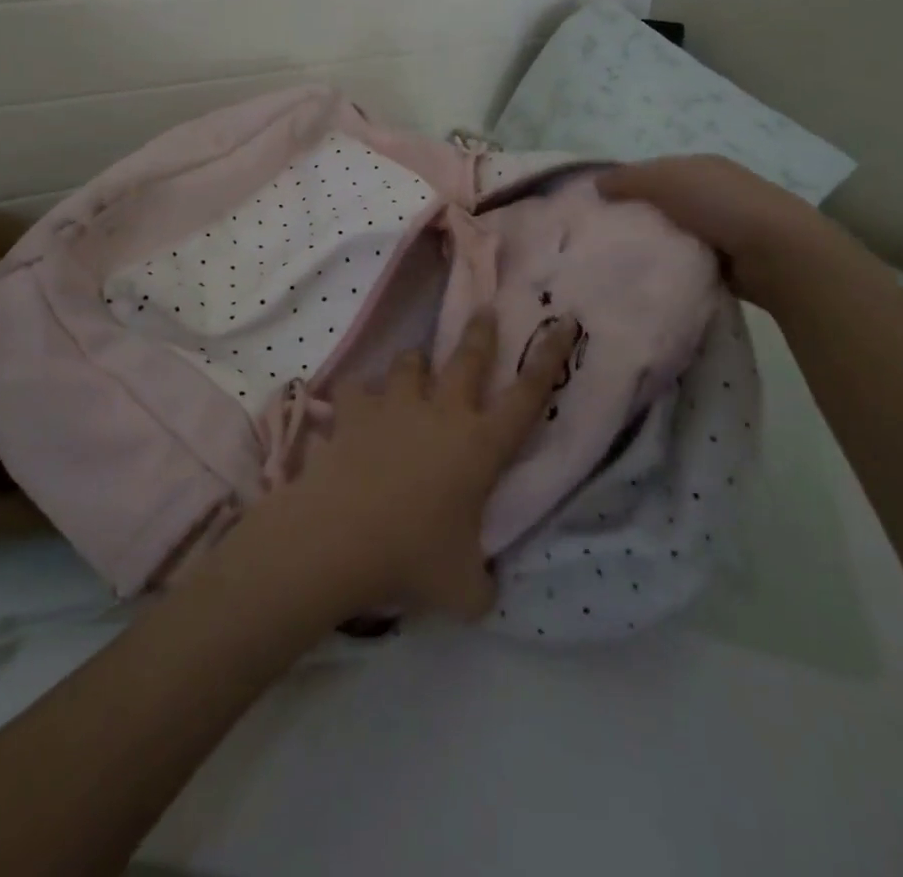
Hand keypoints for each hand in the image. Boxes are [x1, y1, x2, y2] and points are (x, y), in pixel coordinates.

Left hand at [241, 313, 579, 623]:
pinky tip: (354, 408)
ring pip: (409, 363)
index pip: (527, 396)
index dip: (548, 358)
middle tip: (484, 311)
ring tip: (413, 369)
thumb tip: (486, 592)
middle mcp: (442, 413)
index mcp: (480, 446)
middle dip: (480, 332)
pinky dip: (357, 397)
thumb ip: (484, 585)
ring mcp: (395, 406)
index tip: (561, 324)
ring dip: (414, 365)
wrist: (341, 536)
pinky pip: (355, 389)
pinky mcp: (354, 411)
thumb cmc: (413, 559)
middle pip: (468, 358)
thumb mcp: (465, 591)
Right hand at [597, 155, 845, 309]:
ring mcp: (724, 227)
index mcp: (699, 167)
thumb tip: (595, 184)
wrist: (778, 252)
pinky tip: (653, 276)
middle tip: (603, 239)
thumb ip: (628, 179)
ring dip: (655, 245)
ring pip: (674, 234)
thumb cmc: (719, 204)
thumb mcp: (665, 180)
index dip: (624, 186)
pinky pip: (689, 260)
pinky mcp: (729, 261)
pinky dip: (673, 266)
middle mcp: (712, 193)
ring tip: (621, 262)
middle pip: (662, 204)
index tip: (596, 208)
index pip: (652, 172)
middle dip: (637, 218)